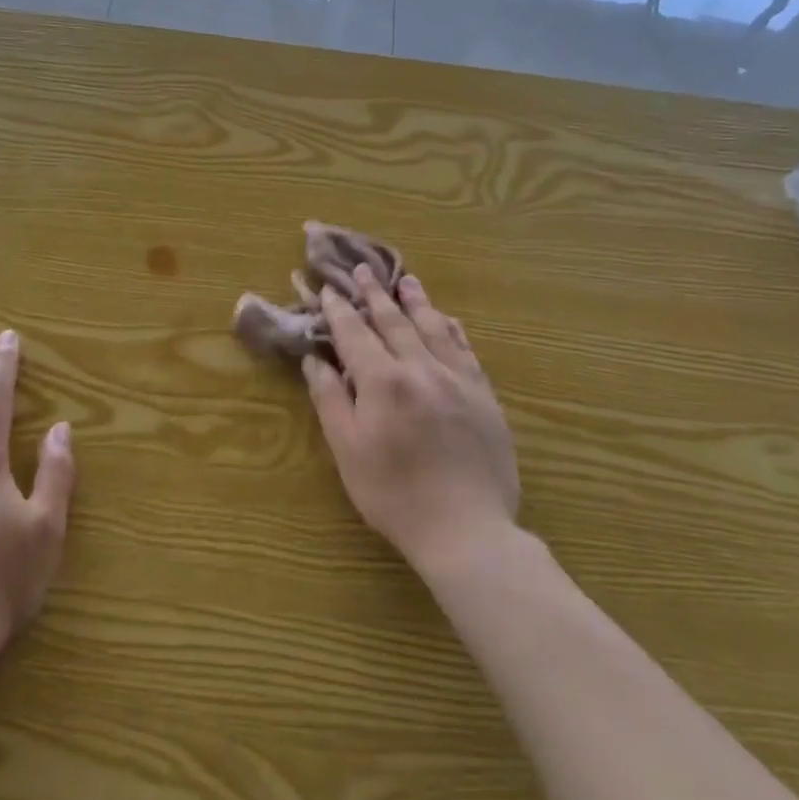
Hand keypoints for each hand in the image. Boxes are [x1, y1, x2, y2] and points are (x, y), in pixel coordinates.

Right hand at [302, 267, 519, 575]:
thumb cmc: (393, 493)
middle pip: (394, 322)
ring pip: (434, 328)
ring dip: (416, 302)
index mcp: (383, 380)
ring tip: (406, 280)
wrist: (465, 529)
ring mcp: (458, 380)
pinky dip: (452, 330)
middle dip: (375, 294)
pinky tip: (448, 319)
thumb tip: (315, 359)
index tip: (329, 289)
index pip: (355, 334)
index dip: (339, 310)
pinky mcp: (484, 396)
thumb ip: (330, 398)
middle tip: (364, 270)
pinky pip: (466, 350)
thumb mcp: (347, 449)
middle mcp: (421, 368)